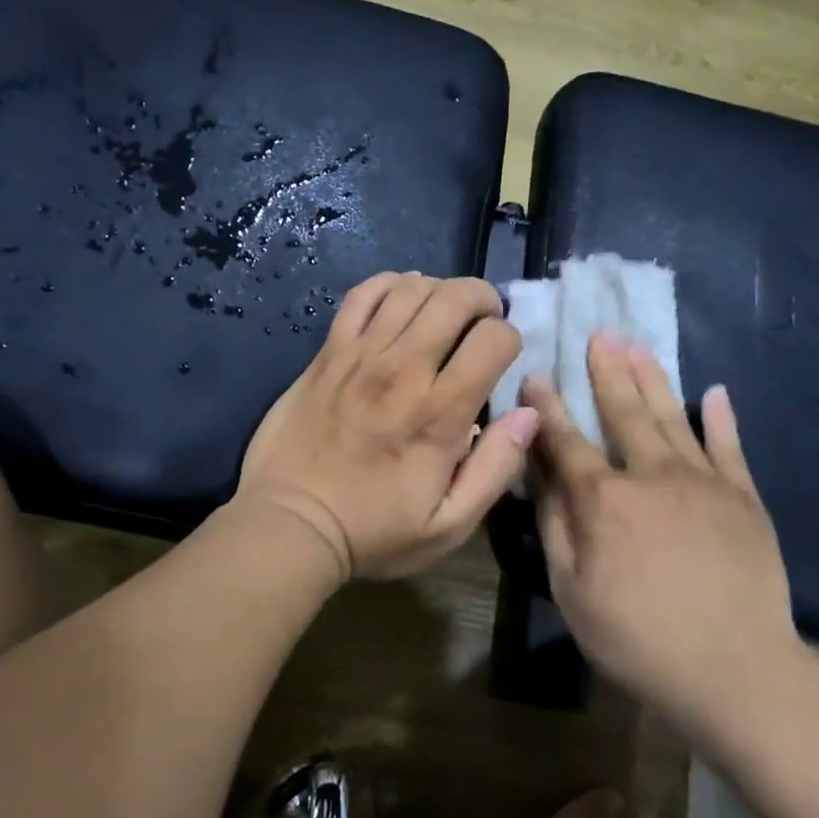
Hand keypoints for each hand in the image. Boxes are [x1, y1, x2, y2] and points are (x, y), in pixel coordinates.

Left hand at [239, 273, 538, 580]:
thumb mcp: (449, 525)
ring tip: (445, 312)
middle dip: (483, 300)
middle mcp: (402, 371)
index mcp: (439, 413)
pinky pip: (361, 296)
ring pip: (410, 289)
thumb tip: (528, 414)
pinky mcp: (327, 354)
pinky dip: (389, 285)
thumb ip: (495, 468)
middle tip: (483, 322)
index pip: (493, 340)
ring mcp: (359, 356)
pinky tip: (401, 300)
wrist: (290, 524)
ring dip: (440, 290)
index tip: (502, 360)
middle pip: (455, 299)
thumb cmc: (374, 532)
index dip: (509, 339)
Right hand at [524, 333, 802, 738]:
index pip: (567, 442)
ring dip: (653, 379)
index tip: (535, 375)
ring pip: (672, 418)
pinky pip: (730, 447)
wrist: (734, 671)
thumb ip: (557, 527)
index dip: (547, 408)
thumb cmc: (637, 638)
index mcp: (604, 500)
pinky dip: (720, 417)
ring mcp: (704, 482)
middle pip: (624, 413)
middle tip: (600, 334)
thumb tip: (544, 475)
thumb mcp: (573, 592)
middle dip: (607, 372)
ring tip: (639, 345)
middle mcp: (652, 475)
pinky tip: (714, 392)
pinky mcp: (744, 498)